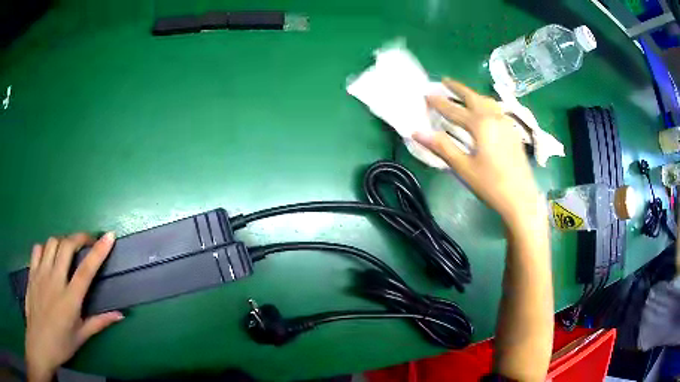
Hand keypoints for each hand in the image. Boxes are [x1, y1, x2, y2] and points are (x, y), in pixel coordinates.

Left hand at [25, 232, 122, 381]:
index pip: (86, 270)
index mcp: (70, 299)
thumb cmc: (61, 344)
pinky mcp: (32, 272)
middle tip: (87, 241)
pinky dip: (45, 248)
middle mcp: (55, 281)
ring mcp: (41, 274)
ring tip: (67, 250)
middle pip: (66, 246)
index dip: (99, 251)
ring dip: (62, 242)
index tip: (109, 236)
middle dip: (79, 237)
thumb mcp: (81, 337)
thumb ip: (99, 322)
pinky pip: (38, 249)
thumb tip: (120, 315)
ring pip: (52, 243)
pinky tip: (48, 257)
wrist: (39, 342)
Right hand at [414, 79, 543, 227]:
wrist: (522, 199)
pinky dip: (484, 104)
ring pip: (487, 102)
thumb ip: (442, 147)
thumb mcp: (464, 168)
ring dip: (473, 95)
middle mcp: (494, 118)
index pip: (455, 110)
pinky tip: (483, 112)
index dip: (439, 102)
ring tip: (462, 94)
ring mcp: (506, 124)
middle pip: (474, 97)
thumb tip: (417, 132)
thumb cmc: (491, 185)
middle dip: (458, 88)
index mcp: (481, 124)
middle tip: (444, 81)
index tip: (426, 94)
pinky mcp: (513, 132)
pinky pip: (496, 110)